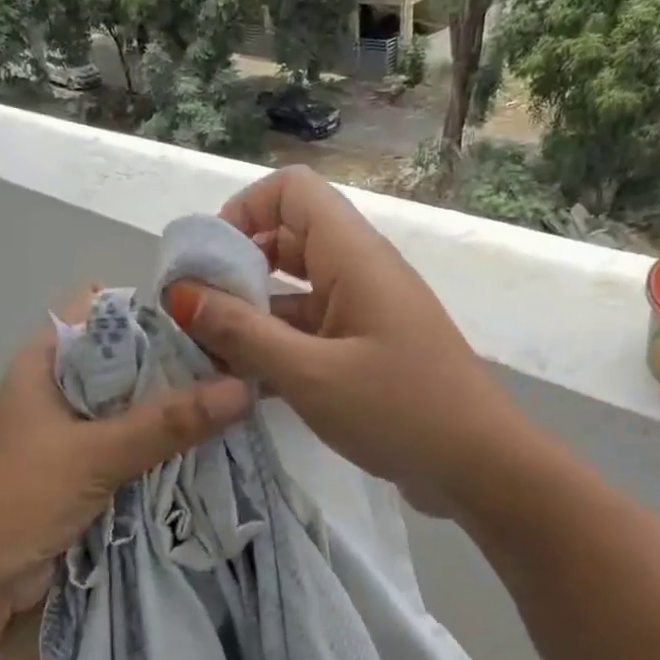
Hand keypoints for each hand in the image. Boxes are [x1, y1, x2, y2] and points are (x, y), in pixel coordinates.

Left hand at [0, 286, 250, 643]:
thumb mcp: (93, 454)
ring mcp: (78, 430)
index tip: (211, 319)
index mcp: (46, 361)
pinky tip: (216, 441)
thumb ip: (165, 423)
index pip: (103, 308)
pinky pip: (139, 445)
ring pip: (138, 405)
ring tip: (242, 399)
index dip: (153, 307)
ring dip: (179, 408)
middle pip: (129, 358)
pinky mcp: (91, 469)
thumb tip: (244, 388)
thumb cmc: (17, 500)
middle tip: (241, 363)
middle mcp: (63, 387)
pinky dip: (170, 444)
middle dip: (179, 362)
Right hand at [164, 167, 519, 516]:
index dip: (244, 210)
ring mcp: (363, 313)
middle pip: (287, 239)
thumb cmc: (398, 411)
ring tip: (207, 355)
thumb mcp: (310, 374)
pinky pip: (309, 331)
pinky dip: (275, 347)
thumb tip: (181, 293)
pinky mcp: (364, 351)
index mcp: (353, 256)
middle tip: (195, 314)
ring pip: (294, 291)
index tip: (208, 262)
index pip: (292, 191)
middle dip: (236, 268)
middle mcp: (359, 272)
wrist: (478, 468)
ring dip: (250, 314)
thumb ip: (243, 333)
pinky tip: (242, 383)